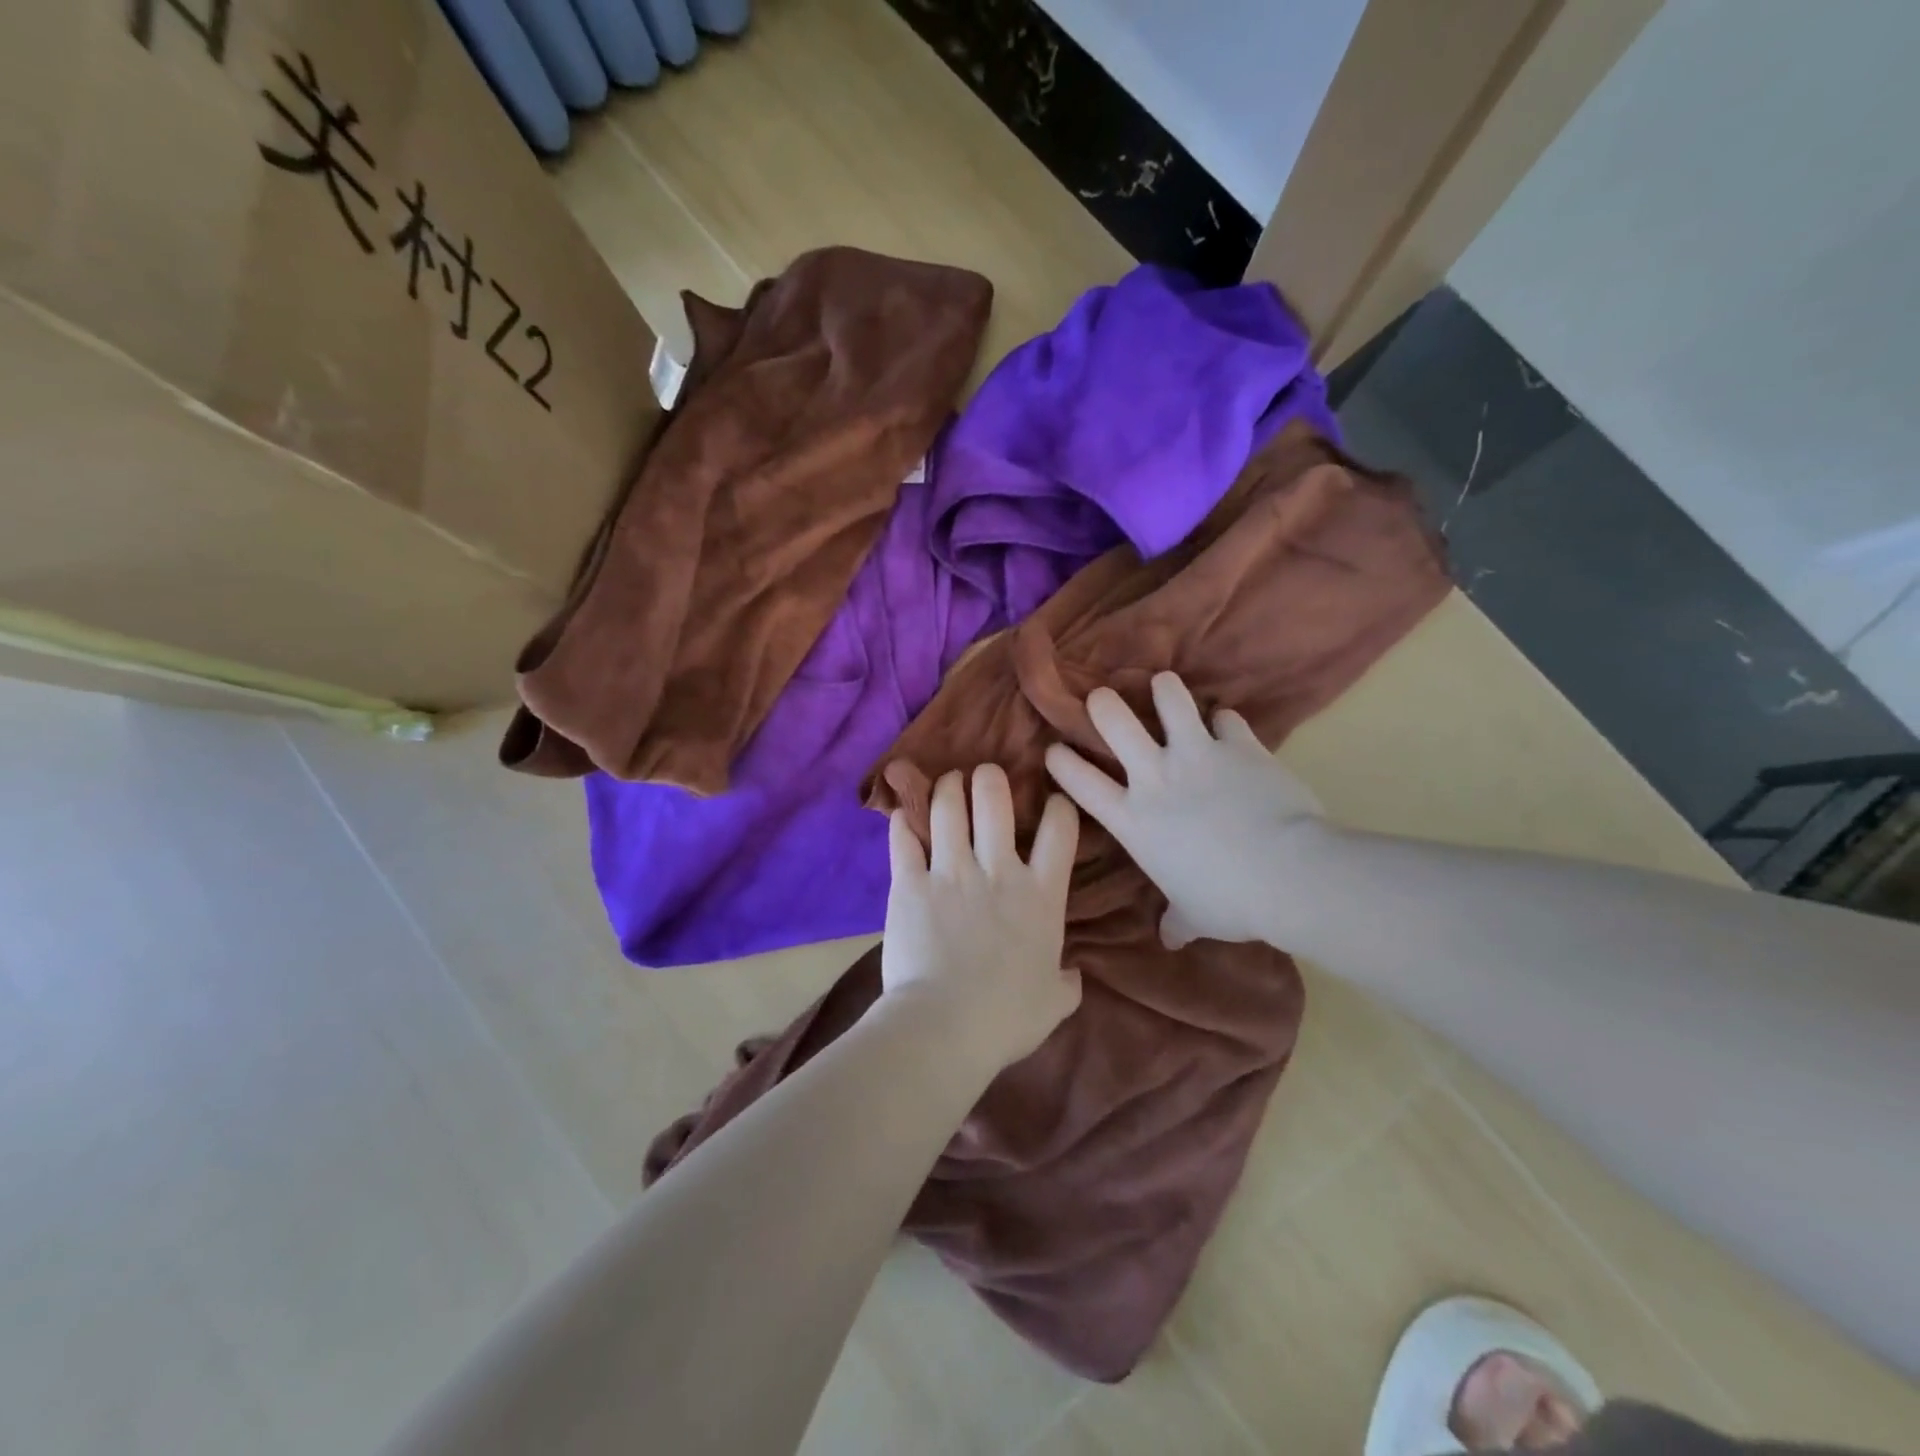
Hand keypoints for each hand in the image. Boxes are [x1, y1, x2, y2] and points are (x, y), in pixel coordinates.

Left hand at [881, 765, 1081, 1069]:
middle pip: (994, 800)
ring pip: (947, 808)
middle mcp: (998, 870)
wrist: (944, 1027)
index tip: (1052, 802)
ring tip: (946, 782)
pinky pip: (904, 840)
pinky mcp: (909, 883)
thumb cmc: (1006, 1019)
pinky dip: (903, 823)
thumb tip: (1072, 974)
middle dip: (989, 779)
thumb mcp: (1054, 1003)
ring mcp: (950, 872)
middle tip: (984, 776)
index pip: (1060, 830)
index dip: (1059, 806)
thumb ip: (1066, 982)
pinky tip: (902, 813)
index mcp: (1041, 895)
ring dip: (946, 788)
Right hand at [1044, 672, 1322, 949]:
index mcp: (1133, 819)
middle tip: (1102, 699)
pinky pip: (1226, 718)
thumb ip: (1177, 920)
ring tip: (1163, 686)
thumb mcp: (1194, 916)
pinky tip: (1227, 725)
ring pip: (1168, 699)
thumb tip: (1170, 938)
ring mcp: (1196, 754)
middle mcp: (1155, 777)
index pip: (1081, 783)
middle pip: (1113, 720)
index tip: (1054, 750)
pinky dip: (1224, 721)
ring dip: (1164, 690)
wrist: (1287, 873)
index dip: (1061, 762)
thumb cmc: (1229, 901)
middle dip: (1102, 704)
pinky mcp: (1239, 745)